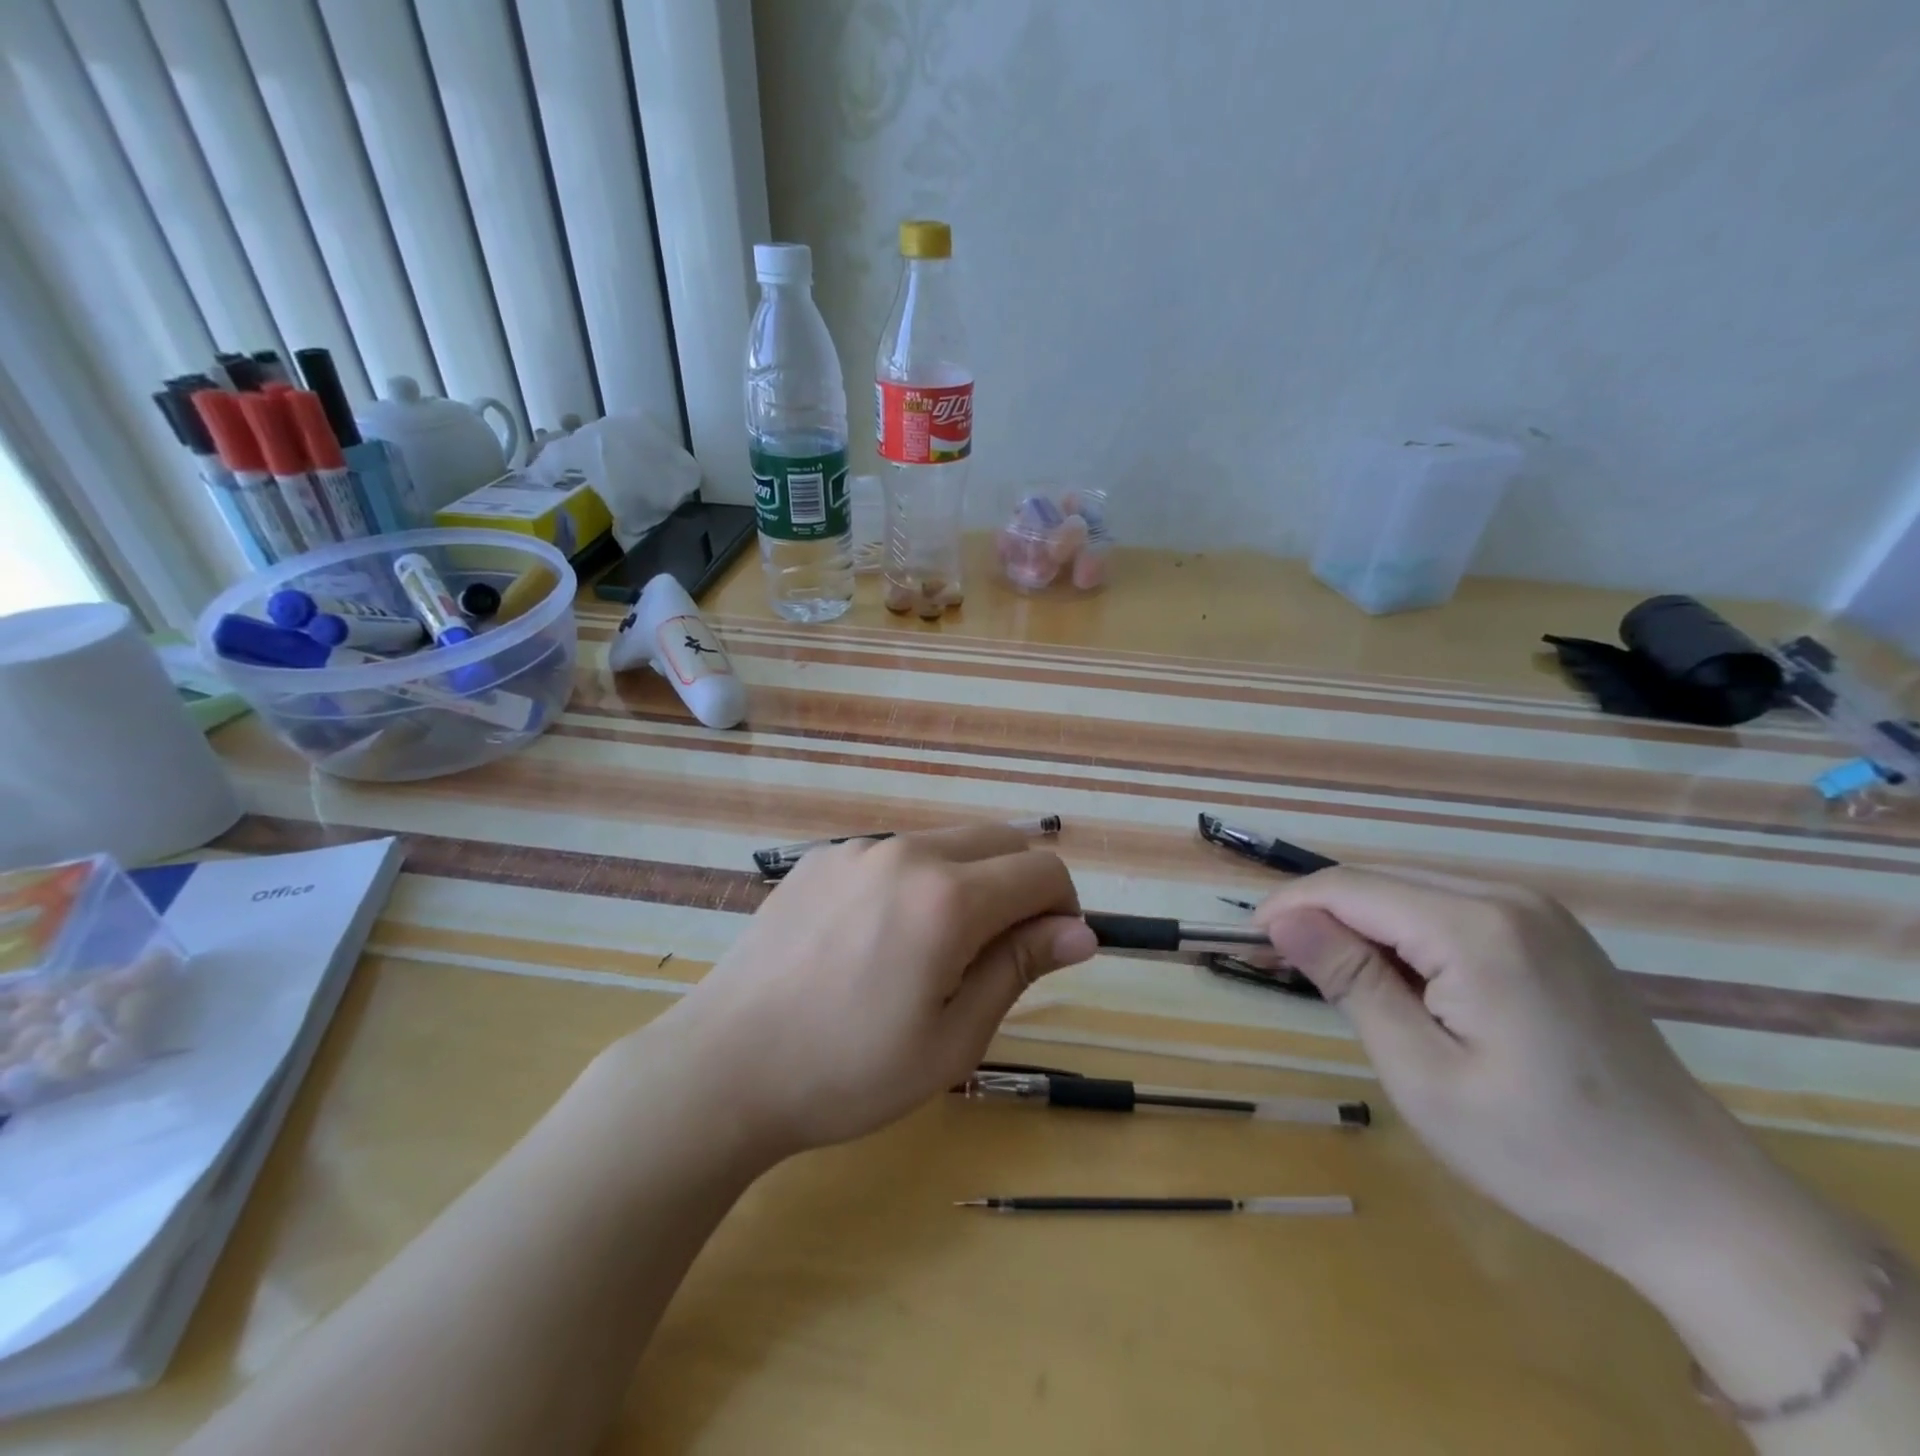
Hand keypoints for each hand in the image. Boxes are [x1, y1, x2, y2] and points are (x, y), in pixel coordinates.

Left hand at [654, 826, 1095, 1160]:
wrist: (723, 1066)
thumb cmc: (848, 1071)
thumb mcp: (951, 1038)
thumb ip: (1019, 968)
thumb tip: (1083, 933)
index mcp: (947, 898)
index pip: (1042, 870)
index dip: (1063, 909)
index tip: (1048, 954)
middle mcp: (906, 853)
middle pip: (1000, 840)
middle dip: (1022, 886)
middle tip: (998, 955)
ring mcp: (856, 850)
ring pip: (945, 844)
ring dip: (968, 882)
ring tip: (931, 954)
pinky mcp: (820, 858)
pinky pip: (892, 856)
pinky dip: (914, 882)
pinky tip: (874, 941)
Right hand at [1252, 867, 1796, 1285]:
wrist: (1696, 1204)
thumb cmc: (1542, 1151)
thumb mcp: (1422, 1072)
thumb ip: (1350, 980)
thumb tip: (1282, 917)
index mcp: (1476, 929)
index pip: (1351, 887)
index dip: (1290, 906)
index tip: (1247, 941)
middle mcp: (1508, 898)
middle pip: (1381, 882)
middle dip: (1322, 914)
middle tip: (1279, 964)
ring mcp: (1537, 912)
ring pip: (1412, 892)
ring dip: (1362, 925)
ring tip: (1334, 979)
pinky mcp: (1550, 933)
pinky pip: (1450, 910)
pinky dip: (1406, 935)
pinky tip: (1401, 981)